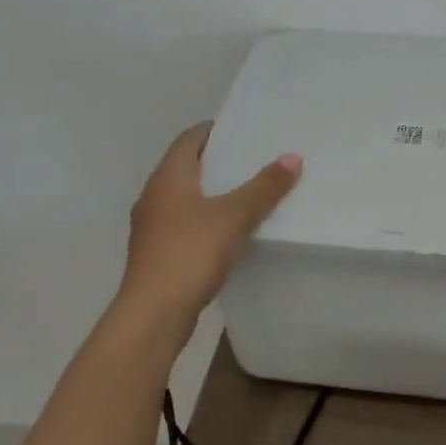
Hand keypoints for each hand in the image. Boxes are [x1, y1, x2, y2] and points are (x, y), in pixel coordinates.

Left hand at [119, 122, 301, 325]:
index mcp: (168, 177)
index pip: (190, 139)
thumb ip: (264, 187)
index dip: (215, 130)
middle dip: (220, 162)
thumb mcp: (234, 216)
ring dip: (214, 193)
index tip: (245, 130)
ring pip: (187, 198)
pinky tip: (232, 232)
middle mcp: (154, 195)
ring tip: (250, 194)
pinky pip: (187, 224)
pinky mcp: (158, 253)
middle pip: (188, 167)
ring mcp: (153, 226)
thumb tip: (292, 157)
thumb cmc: (190, 253)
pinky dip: (208, 220)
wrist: (153, 314)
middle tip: (256, 159)